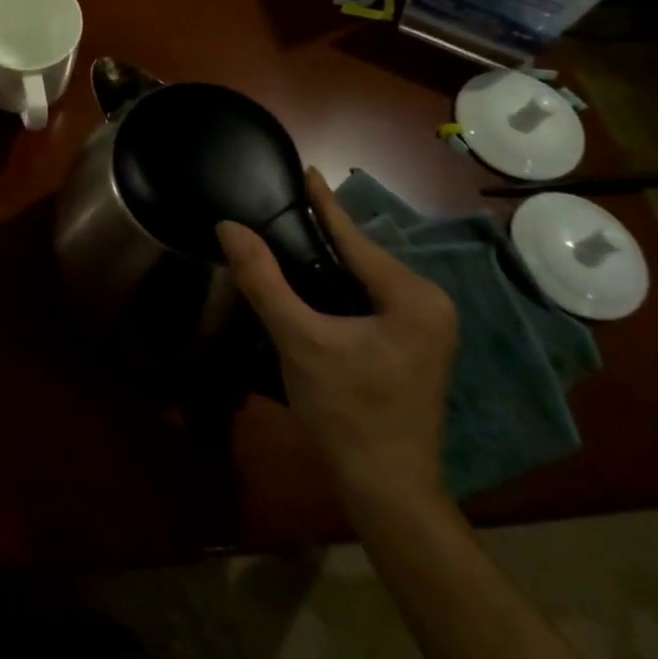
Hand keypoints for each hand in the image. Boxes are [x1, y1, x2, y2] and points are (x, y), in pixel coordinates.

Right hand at [219, 167, 457, 505]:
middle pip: (362, 256)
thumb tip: (228, 227)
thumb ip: (262, 280)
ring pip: (365, 279)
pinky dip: (339, 286)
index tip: (305, 169)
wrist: (386, 489)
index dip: (323, 203)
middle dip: (323, 232)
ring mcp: (426, 328)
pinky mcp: (414, 346)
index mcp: (411, 297)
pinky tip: (312, 281)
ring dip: (329, 260)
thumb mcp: (299, 340)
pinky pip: (371, 299)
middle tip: (282, 205)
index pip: (355, 238)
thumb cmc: (346, 411)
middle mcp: (429, 304)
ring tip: (289, 234)